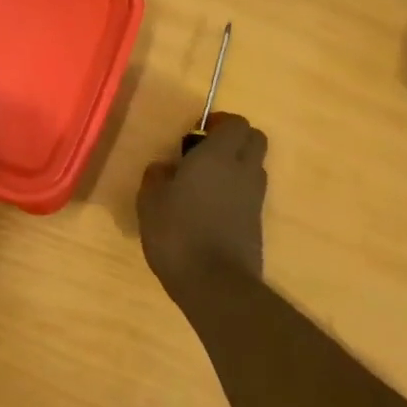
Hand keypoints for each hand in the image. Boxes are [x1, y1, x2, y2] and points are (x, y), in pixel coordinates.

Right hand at [137, 113, 267, 296]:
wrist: (215, 283)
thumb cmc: (177, 233)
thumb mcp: (150, 200)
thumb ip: (157, 176)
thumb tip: (166, 167)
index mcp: (218, 156)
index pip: (236, 123)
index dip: (218, 122)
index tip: (196, 133)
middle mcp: (243, 170)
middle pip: (255, 139)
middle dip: (234, 139)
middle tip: (204, 152)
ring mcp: (255, 198)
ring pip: (254, 166)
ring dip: (236, 165)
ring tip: (204, 183)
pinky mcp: (257, 222)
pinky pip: (250, 193)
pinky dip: (235, 192)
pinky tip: (210, 209)